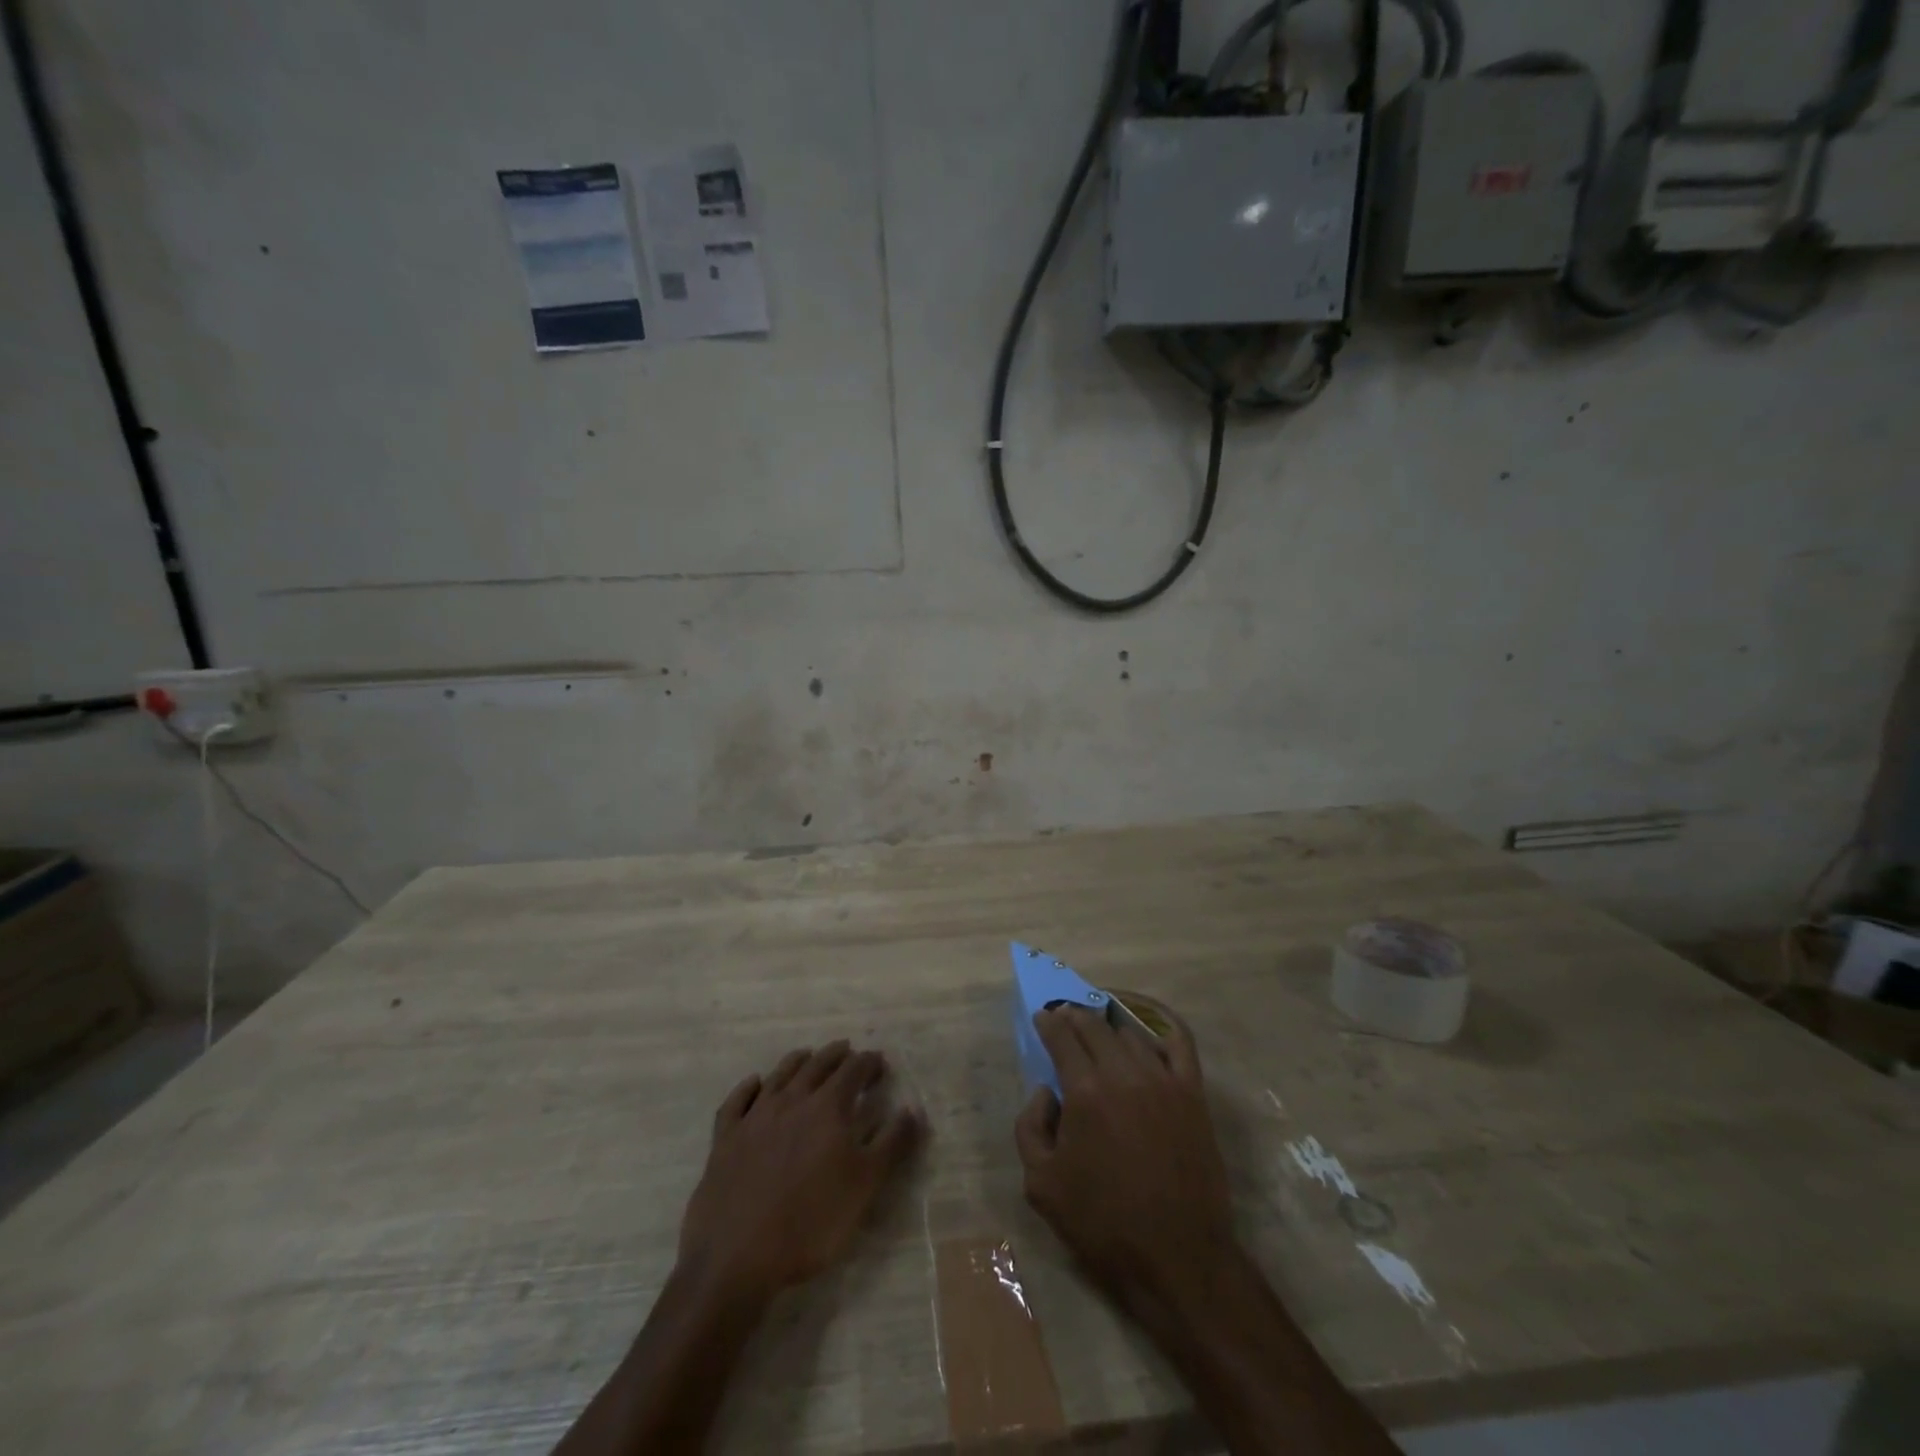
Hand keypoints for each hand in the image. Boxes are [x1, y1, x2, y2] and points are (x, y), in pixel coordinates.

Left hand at [678, 1041, 920, 1303]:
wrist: (737, 1257)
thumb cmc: (810, 1222)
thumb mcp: (865, 1186)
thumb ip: (892, 1144)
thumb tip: (913, 1109)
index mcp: (828, 1108)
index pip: (854, 1070)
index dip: (869, 1063)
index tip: (880, 1063)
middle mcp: (791, 1100)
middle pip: (817, 1065)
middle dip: (836, 1055)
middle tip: (848, 1051)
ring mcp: (755, 1117)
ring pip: (779, 1075)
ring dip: (798, 1061)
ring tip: (808, 1055)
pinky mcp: (725, 1139)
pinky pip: (737, 1101)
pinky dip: (748, 1087)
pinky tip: (754, 1083)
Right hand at [1014, 1006, 1236, 1309]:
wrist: (1178, 1256)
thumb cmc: (1103, 1223)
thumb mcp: (1041, 1185)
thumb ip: (1030, 1127)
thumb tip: (1045, 1093)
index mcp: (1085, 1091)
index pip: (1062, 1036)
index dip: (1048, 1023)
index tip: (1041, 1019)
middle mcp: (1123, 1073)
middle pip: (1094, 1026)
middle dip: (1074, 1016)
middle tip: (1064, 1018)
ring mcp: (1163, 1080)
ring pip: (1130, 1033)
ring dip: (1108, 1026)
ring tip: (1099, 1030)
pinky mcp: (1192, 1094)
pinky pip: (1178, 1042)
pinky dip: (1161, 1025)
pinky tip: (1148, 1027)